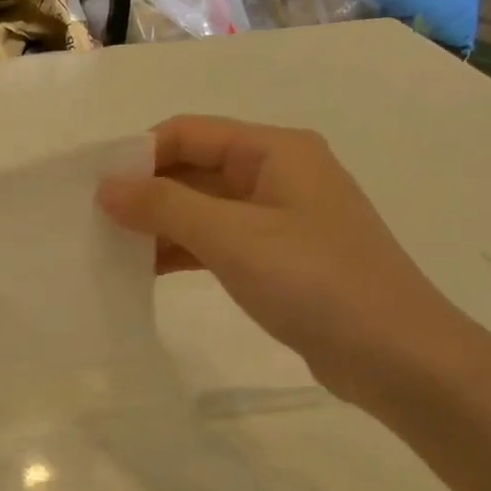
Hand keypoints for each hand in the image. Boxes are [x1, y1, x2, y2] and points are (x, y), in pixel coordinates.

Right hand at [98, 115, 469, 403]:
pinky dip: (182, 251)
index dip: (138, 154)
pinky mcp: (279, 259)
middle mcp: (277, 174)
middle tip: (92, 221)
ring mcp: (280, 218)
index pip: (188, 132)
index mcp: (274, 150)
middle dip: (144, 190)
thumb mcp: (232, 237)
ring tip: (109, 248)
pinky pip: (217, 241)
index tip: (92, 189)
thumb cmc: (315, 282)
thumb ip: (164, 206)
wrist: (398, 357)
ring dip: (159, 224)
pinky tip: (146, 271)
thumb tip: (105, 186)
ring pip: (202, 208)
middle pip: (194, 167)